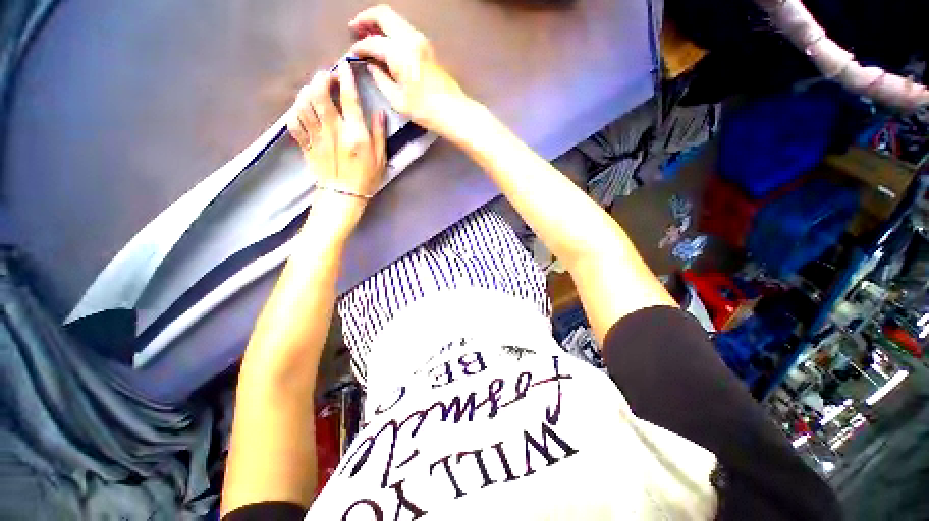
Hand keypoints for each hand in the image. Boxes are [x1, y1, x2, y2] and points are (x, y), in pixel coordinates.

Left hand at [287, 64, 385, 239]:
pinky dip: (296, 111)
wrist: (344, 196)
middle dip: (321, 79)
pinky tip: (303, 109)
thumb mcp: (381, 158)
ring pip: (303, 104)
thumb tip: (378, 112)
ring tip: (315, 90)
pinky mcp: (305, 144)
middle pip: (319, 95)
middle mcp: (333, 131)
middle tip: (327, 76)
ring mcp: (316, 137)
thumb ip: (379, 134)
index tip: (345, 68)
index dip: (346, 79)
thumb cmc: (366, 178)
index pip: (349, 99)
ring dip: (308, 91)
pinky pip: (294, 122)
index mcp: (355, 134)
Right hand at [349, 5, 471, 137]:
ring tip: (368, 33)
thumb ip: (381, 79)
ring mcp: (421, 40)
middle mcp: (410, 39)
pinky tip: (386, 42)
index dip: (360, 47)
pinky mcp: (427, 46)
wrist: (452, 111)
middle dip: (366, 18)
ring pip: (395, 19)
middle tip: (355, 28)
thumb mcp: (397, 100)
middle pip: (383, 14)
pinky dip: (392, 30)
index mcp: (400, 53)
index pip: (373, 42)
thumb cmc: (425, 110)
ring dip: (380, 22)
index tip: (353, 53)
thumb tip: (372, 67)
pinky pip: (404, 29)